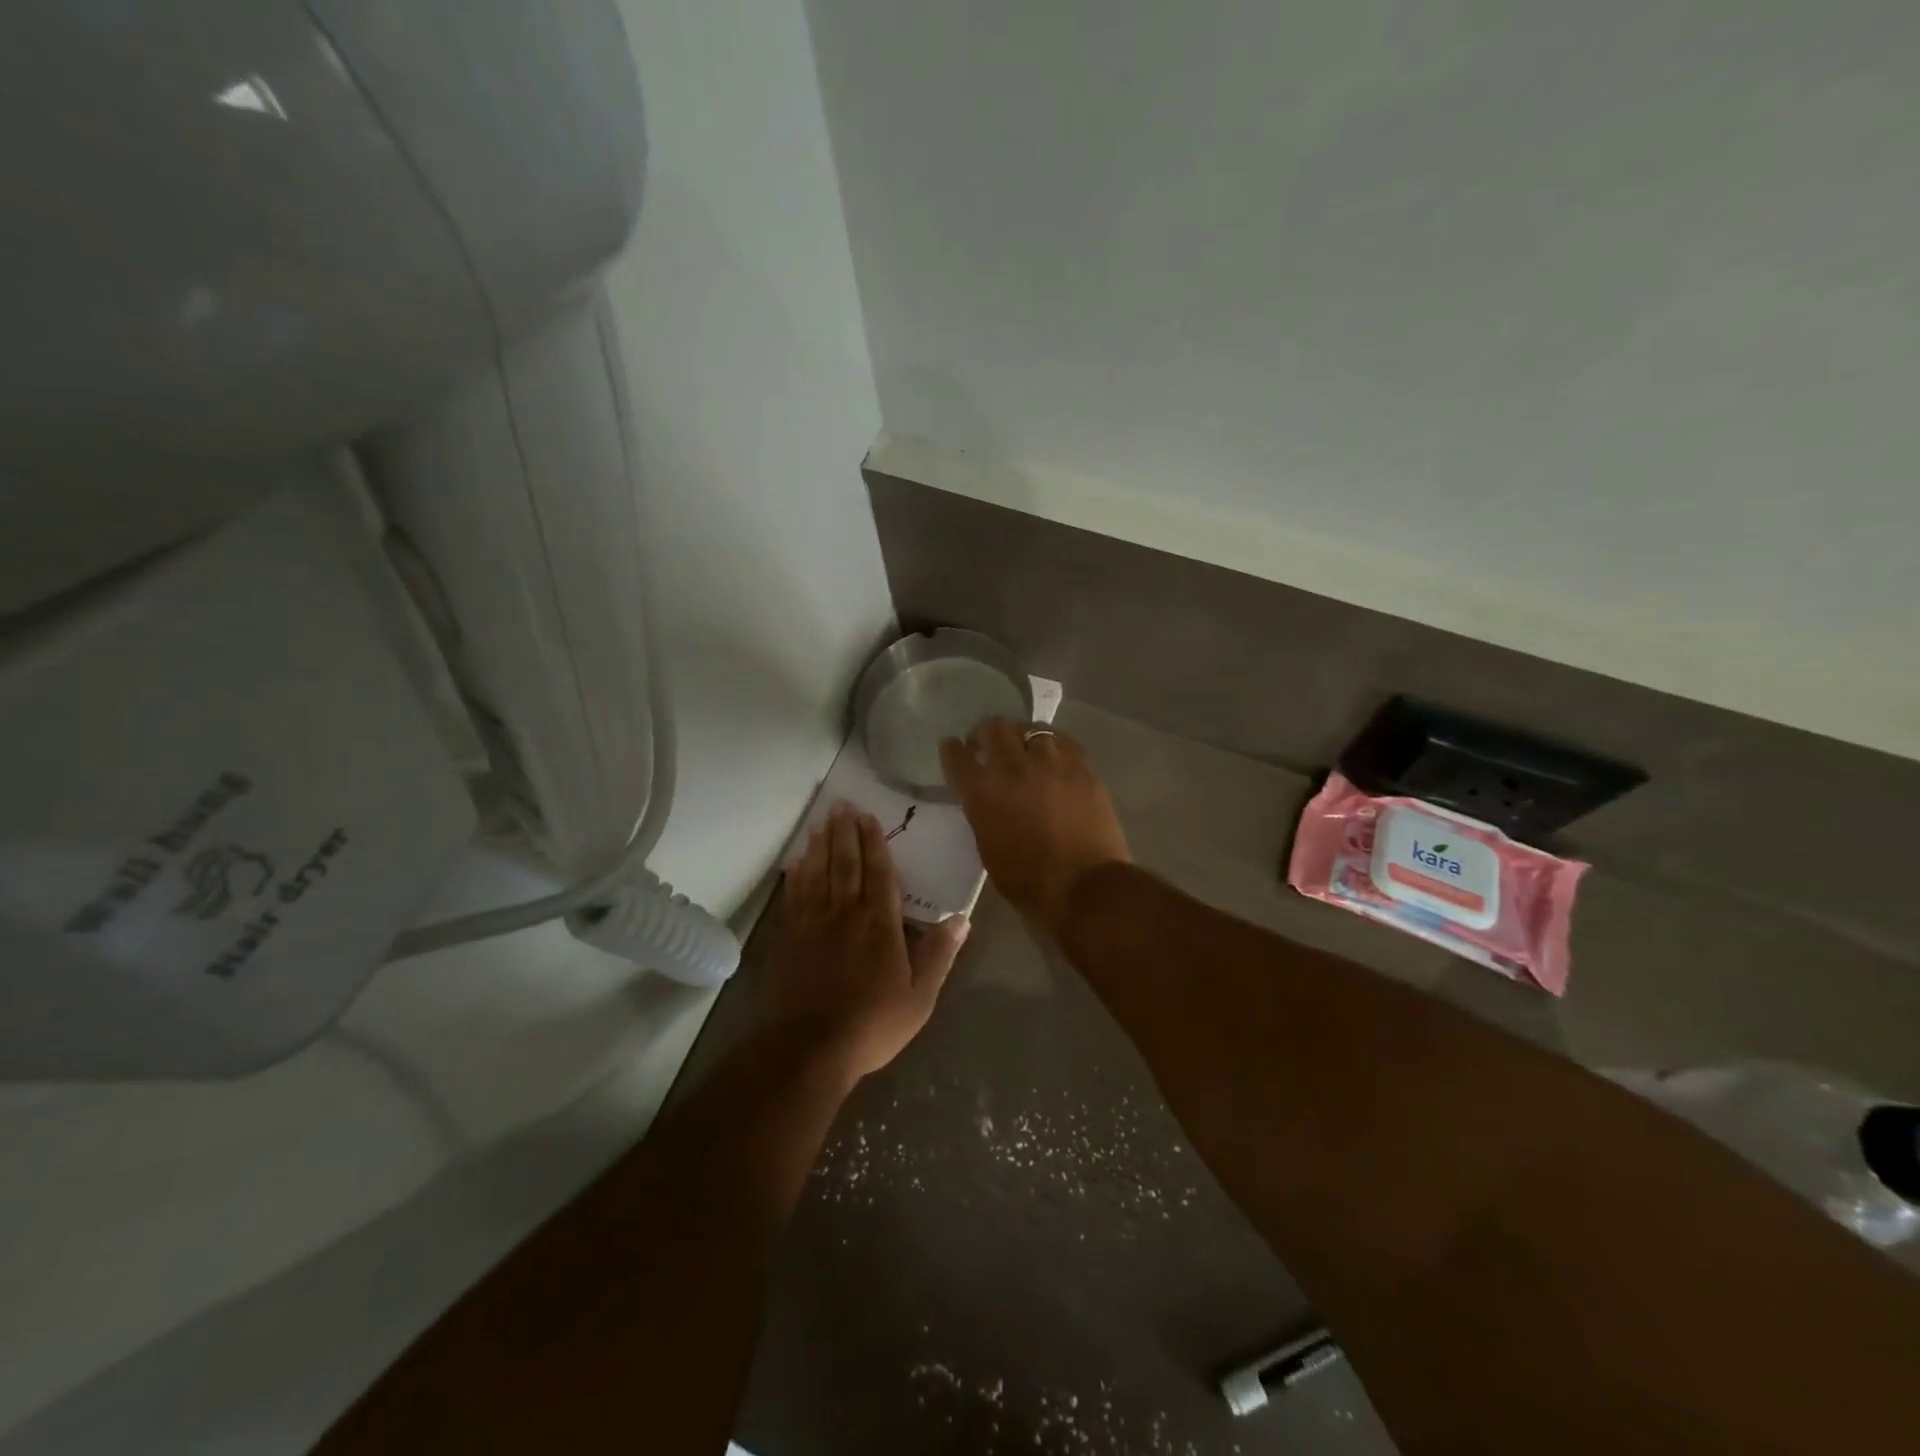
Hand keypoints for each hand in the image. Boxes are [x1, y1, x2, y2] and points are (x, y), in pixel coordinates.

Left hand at [766, 803, 969, 1083]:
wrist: (809, 1048)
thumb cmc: (871, 1024)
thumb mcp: (920, 997)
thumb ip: (939, 954)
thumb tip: (962, 919)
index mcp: (879, 923)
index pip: (879, 873)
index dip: (874, 843)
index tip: (869, 818)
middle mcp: (845, 913)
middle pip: (845, 864)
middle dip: (845, 832)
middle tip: (842, 805)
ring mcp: (812, 923)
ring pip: (817, 873)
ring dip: (821, 845)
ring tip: (822, 821)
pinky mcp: (789, 938)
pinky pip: (794, 896)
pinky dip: (797, 875)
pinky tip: (797, 861)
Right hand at [939, 718, 1130, 937]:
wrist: (1086, 886)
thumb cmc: (1029, 881)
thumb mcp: (988, 849)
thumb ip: (983, 815)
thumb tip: (987, 800)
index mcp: (983, 793)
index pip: (957, 756)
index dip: (952, 750)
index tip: (953, 749)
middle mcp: (1013, 768)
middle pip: (993, 728)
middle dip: (984, 733)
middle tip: (986, 744)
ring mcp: (1051, 762)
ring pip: (1029, 728)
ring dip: (1020, 735)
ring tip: (1022, 747)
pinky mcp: (1082, 766)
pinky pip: (1062, 740)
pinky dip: (1052, 743)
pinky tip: (1052, 754)